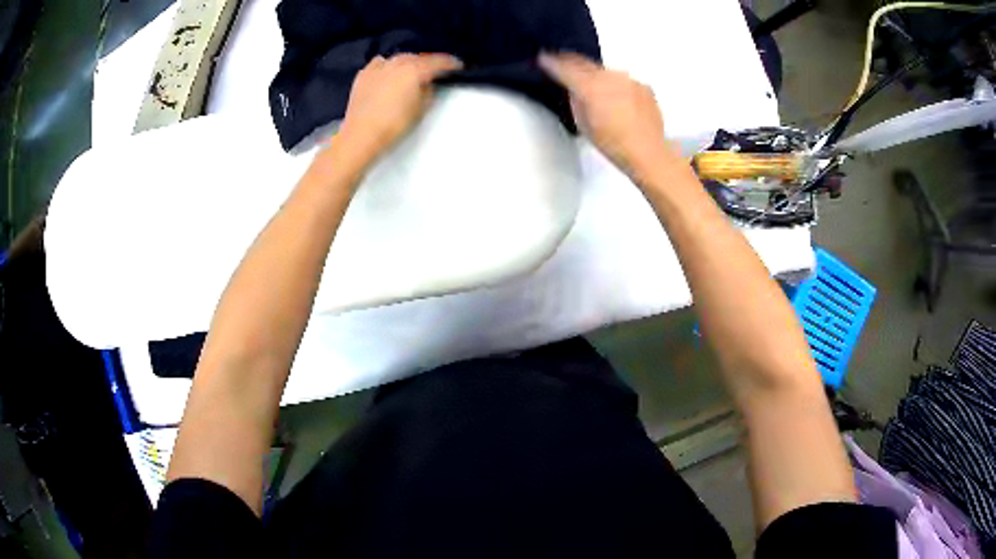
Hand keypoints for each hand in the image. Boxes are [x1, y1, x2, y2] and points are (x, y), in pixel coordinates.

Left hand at [336, 53, 462, 161]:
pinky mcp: (363, 75)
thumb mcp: (420, 110)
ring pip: (398, 58)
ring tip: (412, 70)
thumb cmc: (395, 125)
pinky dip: (387, 65)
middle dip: (427, 62)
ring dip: (408, 62)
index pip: (437, 62)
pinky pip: (380, 64)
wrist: (361, 134)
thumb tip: (428, 84)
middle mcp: (397, 63)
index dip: (449, 64)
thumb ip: (429, 92)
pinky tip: (388, 72)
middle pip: (417, 58)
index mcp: (414, 70)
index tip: (458, 66)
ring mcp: (378, 67)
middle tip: (434, 70)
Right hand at [539, 52, 678, 180]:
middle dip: (571, 61)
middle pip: (585, 63)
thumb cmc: (612, 144)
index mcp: (590, 87)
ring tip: (591, 81)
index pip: (566, 68)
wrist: (648, 153)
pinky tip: (616, 97)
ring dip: (595, 74)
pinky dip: (615, 85)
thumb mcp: (583, 124)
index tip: (543, 58)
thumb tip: (576, 89)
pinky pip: (623, 80)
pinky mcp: (643, 85)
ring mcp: (629, 79)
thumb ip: (576, 101)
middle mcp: (609, 76)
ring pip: (605, 71)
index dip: (552, 62)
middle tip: (561, 61)